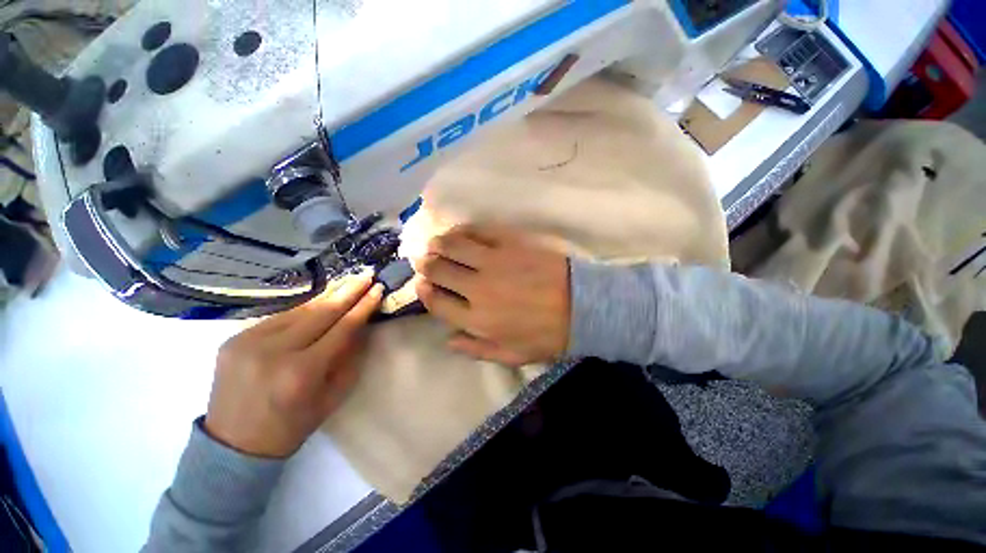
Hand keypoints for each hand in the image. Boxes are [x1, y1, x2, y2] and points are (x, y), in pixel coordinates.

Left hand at [205, 274, 382, 457]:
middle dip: (347, 292)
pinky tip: (317, 305)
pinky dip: (301, 311)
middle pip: (320, 312)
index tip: (377, 289)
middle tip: (365, 275)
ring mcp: (249, 343)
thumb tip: (361, 326)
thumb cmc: (293, 425)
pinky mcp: (234, 340)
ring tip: (346, 284)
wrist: (234, 445)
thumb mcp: (332, 396)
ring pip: (298, 311)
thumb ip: (349, 358)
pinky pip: (278, 318)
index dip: (363, 307)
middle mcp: (274, 352)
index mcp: (302, 372)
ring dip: (326, 298)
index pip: (342, 328)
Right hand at [414, 224, 570, 366]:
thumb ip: (475, 349)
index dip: (423, 292)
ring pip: (451, 245)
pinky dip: (462, 230)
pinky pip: (477, 230)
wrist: (581, 306)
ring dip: (437, 243)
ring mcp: (493, 261)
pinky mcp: (509, 242)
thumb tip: (447, 340)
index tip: (421, 285)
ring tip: (435, 244)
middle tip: (425, 261)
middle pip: (438, 270)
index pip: (437, 302)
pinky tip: (459, 233)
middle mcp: (478, 288)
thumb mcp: (511, 355)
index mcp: (477, 319)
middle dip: (425, 265)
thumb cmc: (546, 335)